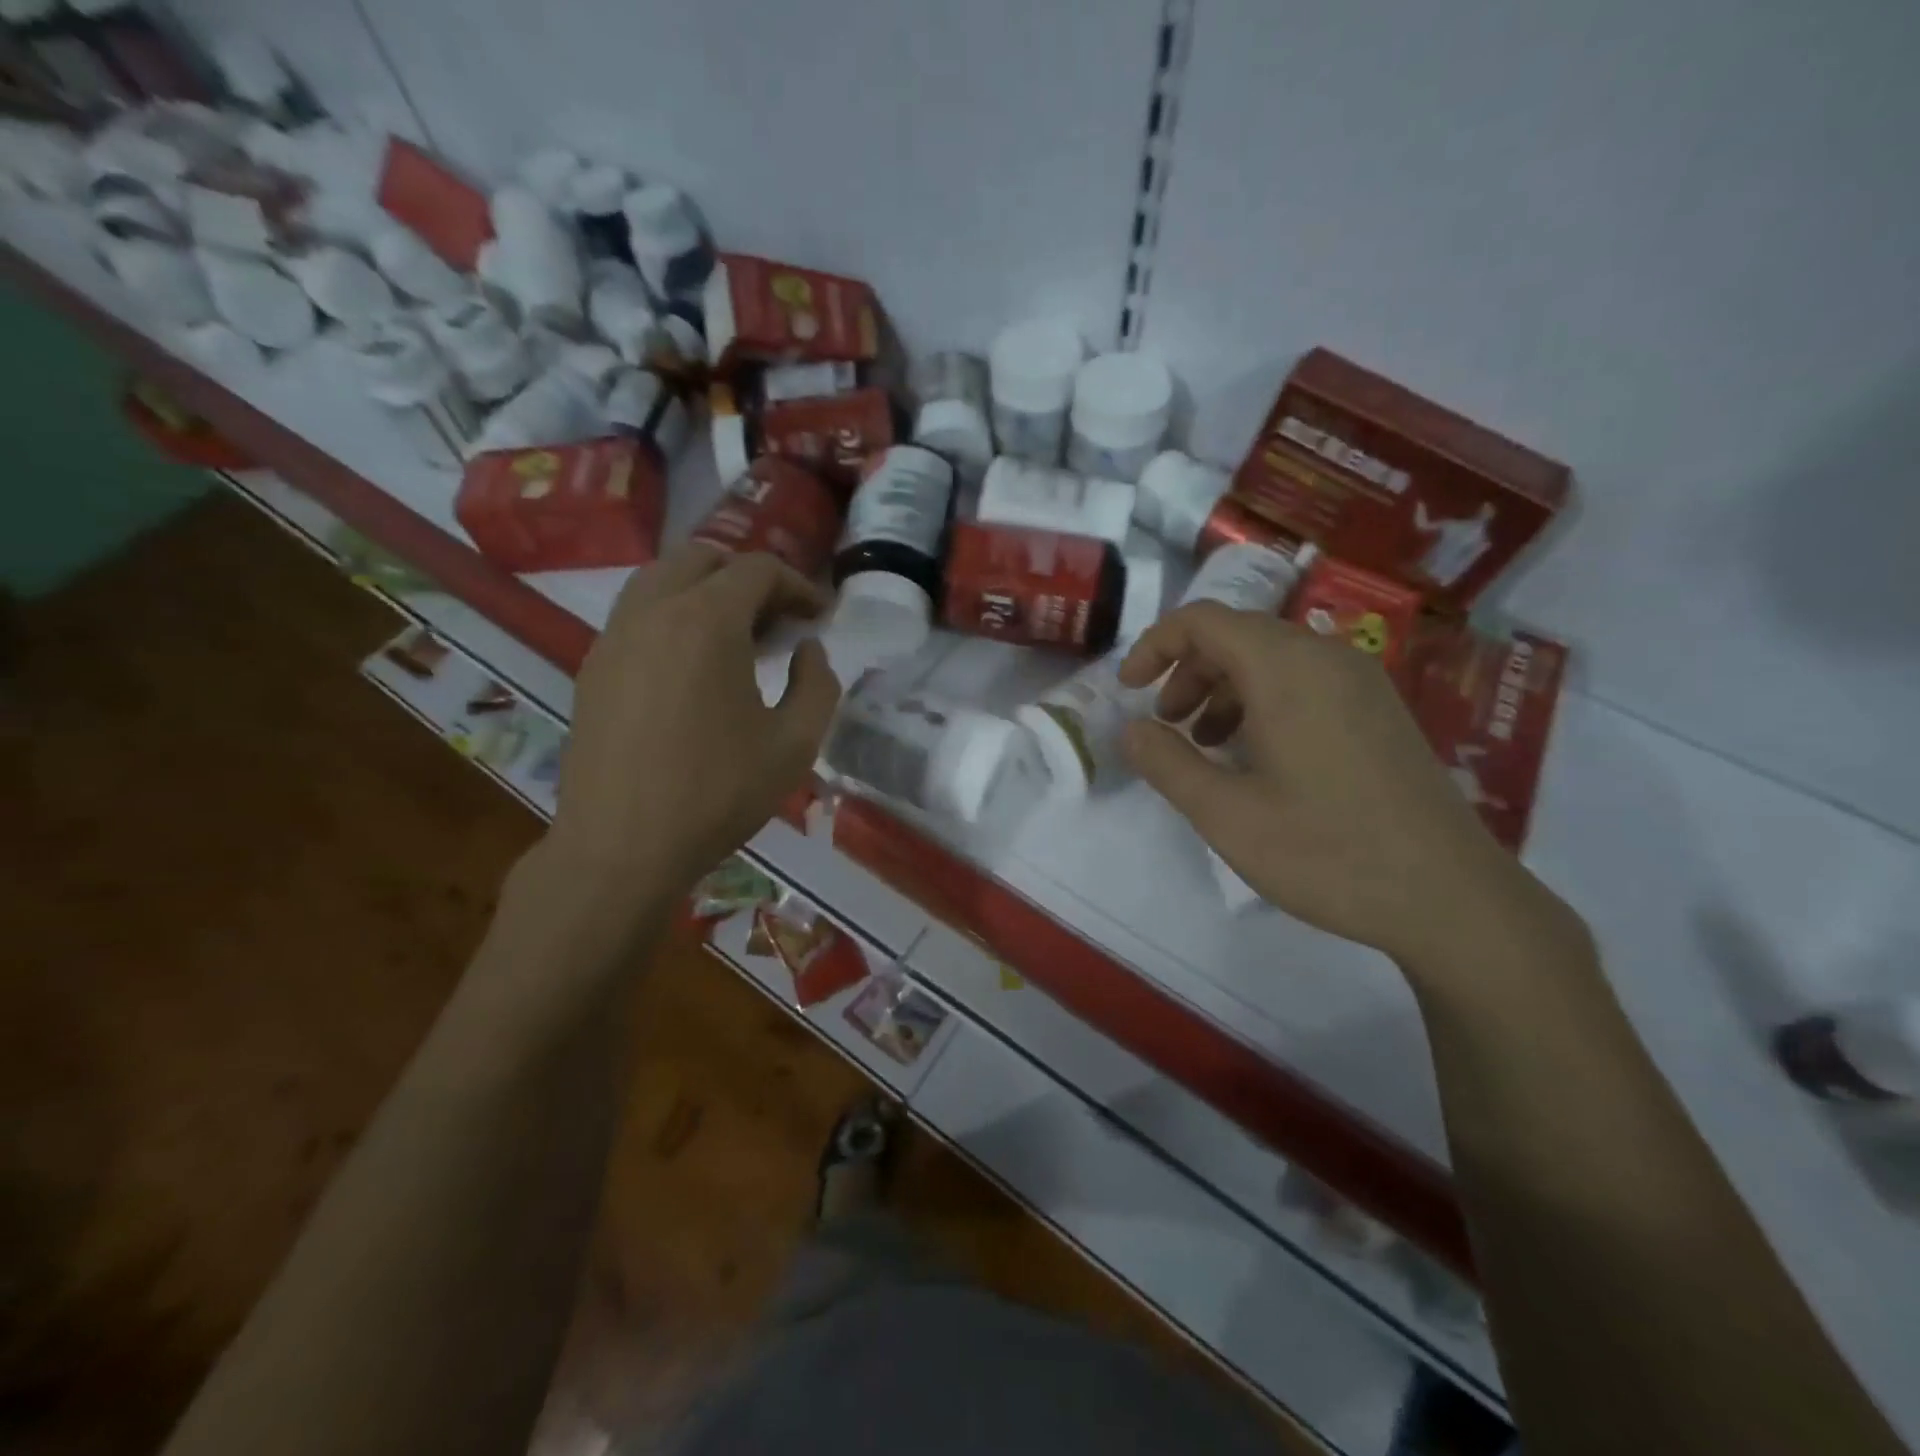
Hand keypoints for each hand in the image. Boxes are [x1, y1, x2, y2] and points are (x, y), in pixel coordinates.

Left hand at [547, 545, 839, 897]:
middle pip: (702, 558)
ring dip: (705, 591)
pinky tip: (692, 668)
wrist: (621, 847)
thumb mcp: (795, 744)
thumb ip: (817, 684)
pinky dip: (672, 617)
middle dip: (748, 578)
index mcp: (707, 621)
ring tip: (736, 639)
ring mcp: (614, 637)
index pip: (757, 569)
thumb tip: (808, 650)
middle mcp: (653, 611)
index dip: (797, 585)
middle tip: (777, 621)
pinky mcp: (593, 667)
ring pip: (660, 579)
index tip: (818, 616)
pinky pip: (636, 615)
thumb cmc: (718, 794)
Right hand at [1118, 602, 1561, 969]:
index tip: (1129, 690)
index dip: (1155, 646)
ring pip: (1272, 659)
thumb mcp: (1225, 814)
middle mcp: (1326, 658)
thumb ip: (1167, 763)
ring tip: (1206, 745)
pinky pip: (1305, 682)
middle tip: (1166, 725)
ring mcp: (1361, 683)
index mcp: (1285, 669)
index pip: (1204, 621)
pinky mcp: (1379, 711)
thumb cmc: (1326, 852)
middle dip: (1188, 672)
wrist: (1450, 897)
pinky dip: (1263, 702)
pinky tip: (1257, 758)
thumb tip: (1131, 729)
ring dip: (1224, 689)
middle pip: (1238, 635)